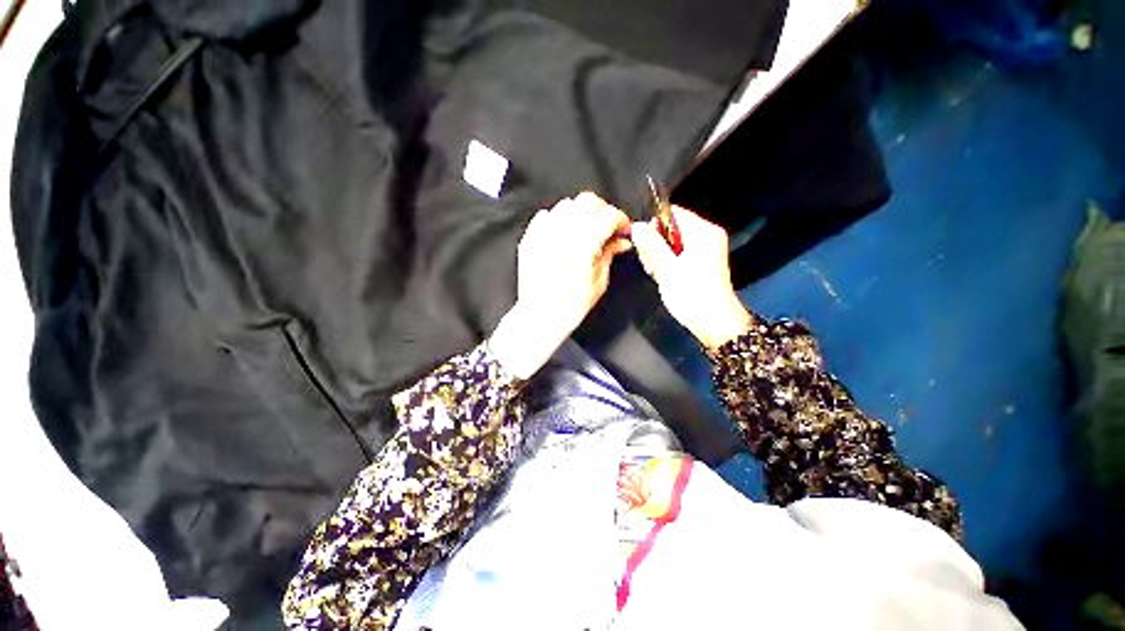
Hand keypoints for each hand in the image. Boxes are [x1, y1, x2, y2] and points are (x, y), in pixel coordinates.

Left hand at [489, 192, 631, 377]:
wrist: (540, 315)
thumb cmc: (568, 306)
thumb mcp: (599, 281)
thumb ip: (610, 254)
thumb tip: (620, 242)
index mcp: (585, 242)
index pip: (608, 215)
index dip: (620, 219)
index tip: (622, 228)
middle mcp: (563, 231)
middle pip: (587, 201)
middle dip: (602, 210)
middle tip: (606, 226)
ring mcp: (544, 233)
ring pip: (566, 205)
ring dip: (580, 213)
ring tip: (584, 230)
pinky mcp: (531, 238)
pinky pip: (545, 216)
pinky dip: (557, 220)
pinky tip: (562, 234)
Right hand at [631, 206, 751, 349]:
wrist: (714, 322)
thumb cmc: (691, 295)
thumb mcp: (667, 268)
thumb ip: (651, 245)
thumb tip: (637, 226)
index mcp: (703, 231)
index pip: (672, 213)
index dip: (654, 225)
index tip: (644, 244)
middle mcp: (706, 235)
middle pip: (671, 228)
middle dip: (655, 244)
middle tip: (652, 264)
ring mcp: (705, 249)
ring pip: (671, 242)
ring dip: (659, 256)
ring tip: (658, 273)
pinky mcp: (701, 261)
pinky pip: (677, 253)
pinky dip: (667, 263)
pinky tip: (664, 276)